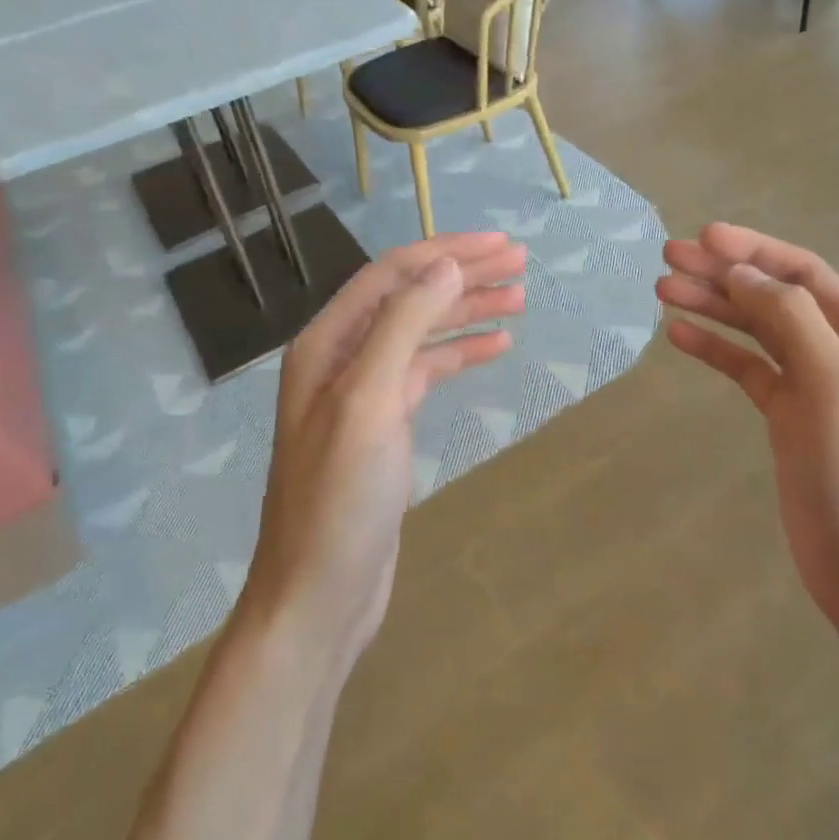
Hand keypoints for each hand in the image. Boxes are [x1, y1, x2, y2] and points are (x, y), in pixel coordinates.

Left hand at [242, 234, 526, 669]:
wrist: (319, 594)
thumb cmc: (339, 497)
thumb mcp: (369, 400)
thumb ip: (404, 324)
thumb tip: (446, 264)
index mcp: (327, 342)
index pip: (392, 274)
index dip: (446, 252)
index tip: (500, 245)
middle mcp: (341, 357)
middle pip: (409, 296)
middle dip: (462, 275)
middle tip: (519, 263)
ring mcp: (363, 392)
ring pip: (422, 332)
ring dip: (467, 311)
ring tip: (519, 298)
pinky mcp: (384, 424)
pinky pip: (427, 371)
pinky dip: (461, 353)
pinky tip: (496, 346)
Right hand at [656, 223, 838, 639]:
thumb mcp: (835, 383)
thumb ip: (792, 319)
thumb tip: (743, 274)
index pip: (801, 272)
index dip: (752, 250)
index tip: (702, 237)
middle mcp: (838, 349)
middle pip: (771, 295)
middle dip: (722, 273)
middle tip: (668, 258)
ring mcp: (811, 384)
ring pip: (754, 329)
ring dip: (712, 306)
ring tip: (664, 289)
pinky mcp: (786, 417)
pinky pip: (746, 368)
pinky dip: (715, 349)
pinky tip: (679, 335)